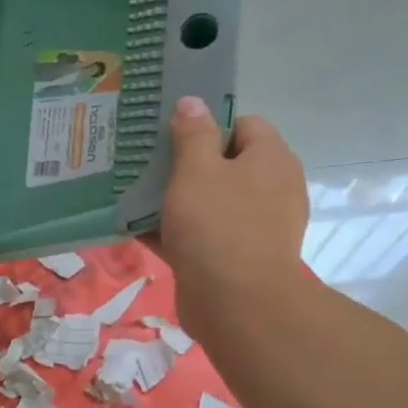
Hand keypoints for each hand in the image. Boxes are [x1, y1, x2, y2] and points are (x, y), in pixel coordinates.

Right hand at [154, 96, 311, 349]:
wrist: (236, 304)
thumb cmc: (217, 226)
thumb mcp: (196, 170)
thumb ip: (193, 134)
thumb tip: (193, 102)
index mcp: (271, 159)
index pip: (243, 125)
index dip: (207, 126)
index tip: (171, 138)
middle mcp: (271, 189)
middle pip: (225, 165)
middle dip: (185, 165)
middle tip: (147, 167)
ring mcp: (255, 227)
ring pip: (210, 202)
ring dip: (176, 201)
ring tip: (135, 197)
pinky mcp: (237, 259)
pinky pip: (203, 235)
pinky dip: (176, 232)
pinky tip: (138, 231)